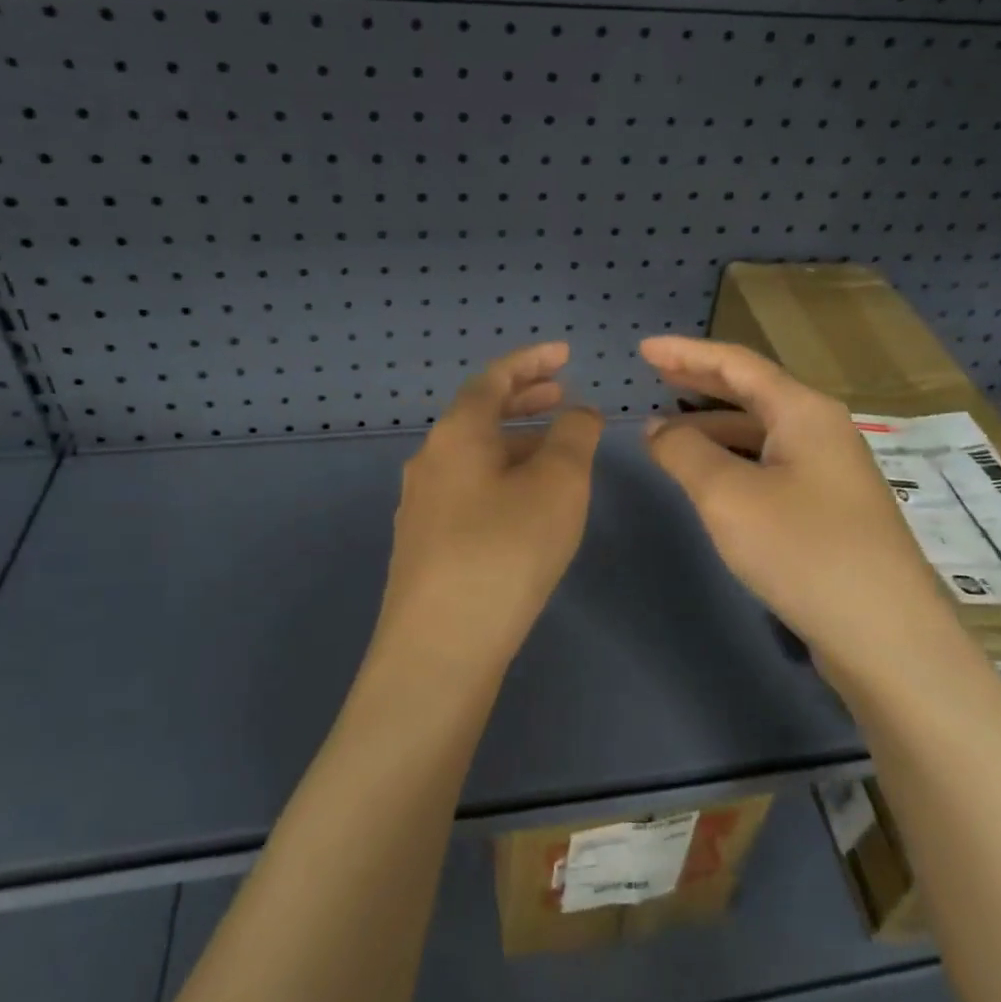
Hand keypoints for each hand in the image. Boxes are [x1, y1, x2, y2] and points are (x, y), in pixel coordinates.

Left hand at [375, 342, 603, 669]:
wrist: (440, 647)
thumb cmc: (505, 550)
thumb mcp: (558, 484)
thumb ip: (574, 437)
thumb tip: (578, 412)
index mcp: (457, 435)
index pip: (494, 378)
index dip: (532, 360)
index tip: (565, 353)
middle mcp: (430, 461)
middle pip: (479, 415)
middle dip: (523, 399)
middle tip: (562, 395)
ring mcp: (422, 505)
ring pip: (474, 456)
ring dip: (514, 442)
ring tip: (553, 450)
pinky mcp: (425, 545)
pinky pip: (468, 490)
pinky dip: (501, 477)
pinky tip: (523, 505)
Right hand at [639, 335, 955, 684]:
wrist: (884, 634)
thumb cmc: (802, 550)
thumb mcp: (728, 496)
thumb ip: (685, 453)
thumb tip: (658, 429)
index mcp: (804, 411)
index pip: (736, 363)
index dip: (686, 352)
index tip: (643, 348)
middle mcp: (823, 430)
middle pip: (753, 390)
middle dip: (701, 381)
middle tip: (655, 375)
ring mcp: (831, 470)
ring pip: (763, 430)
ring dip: (715, 423)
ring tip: (671, 428)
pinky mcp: (830, 507)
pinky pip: (771, 462)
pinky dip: (734, 457)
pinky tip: (713, 476)